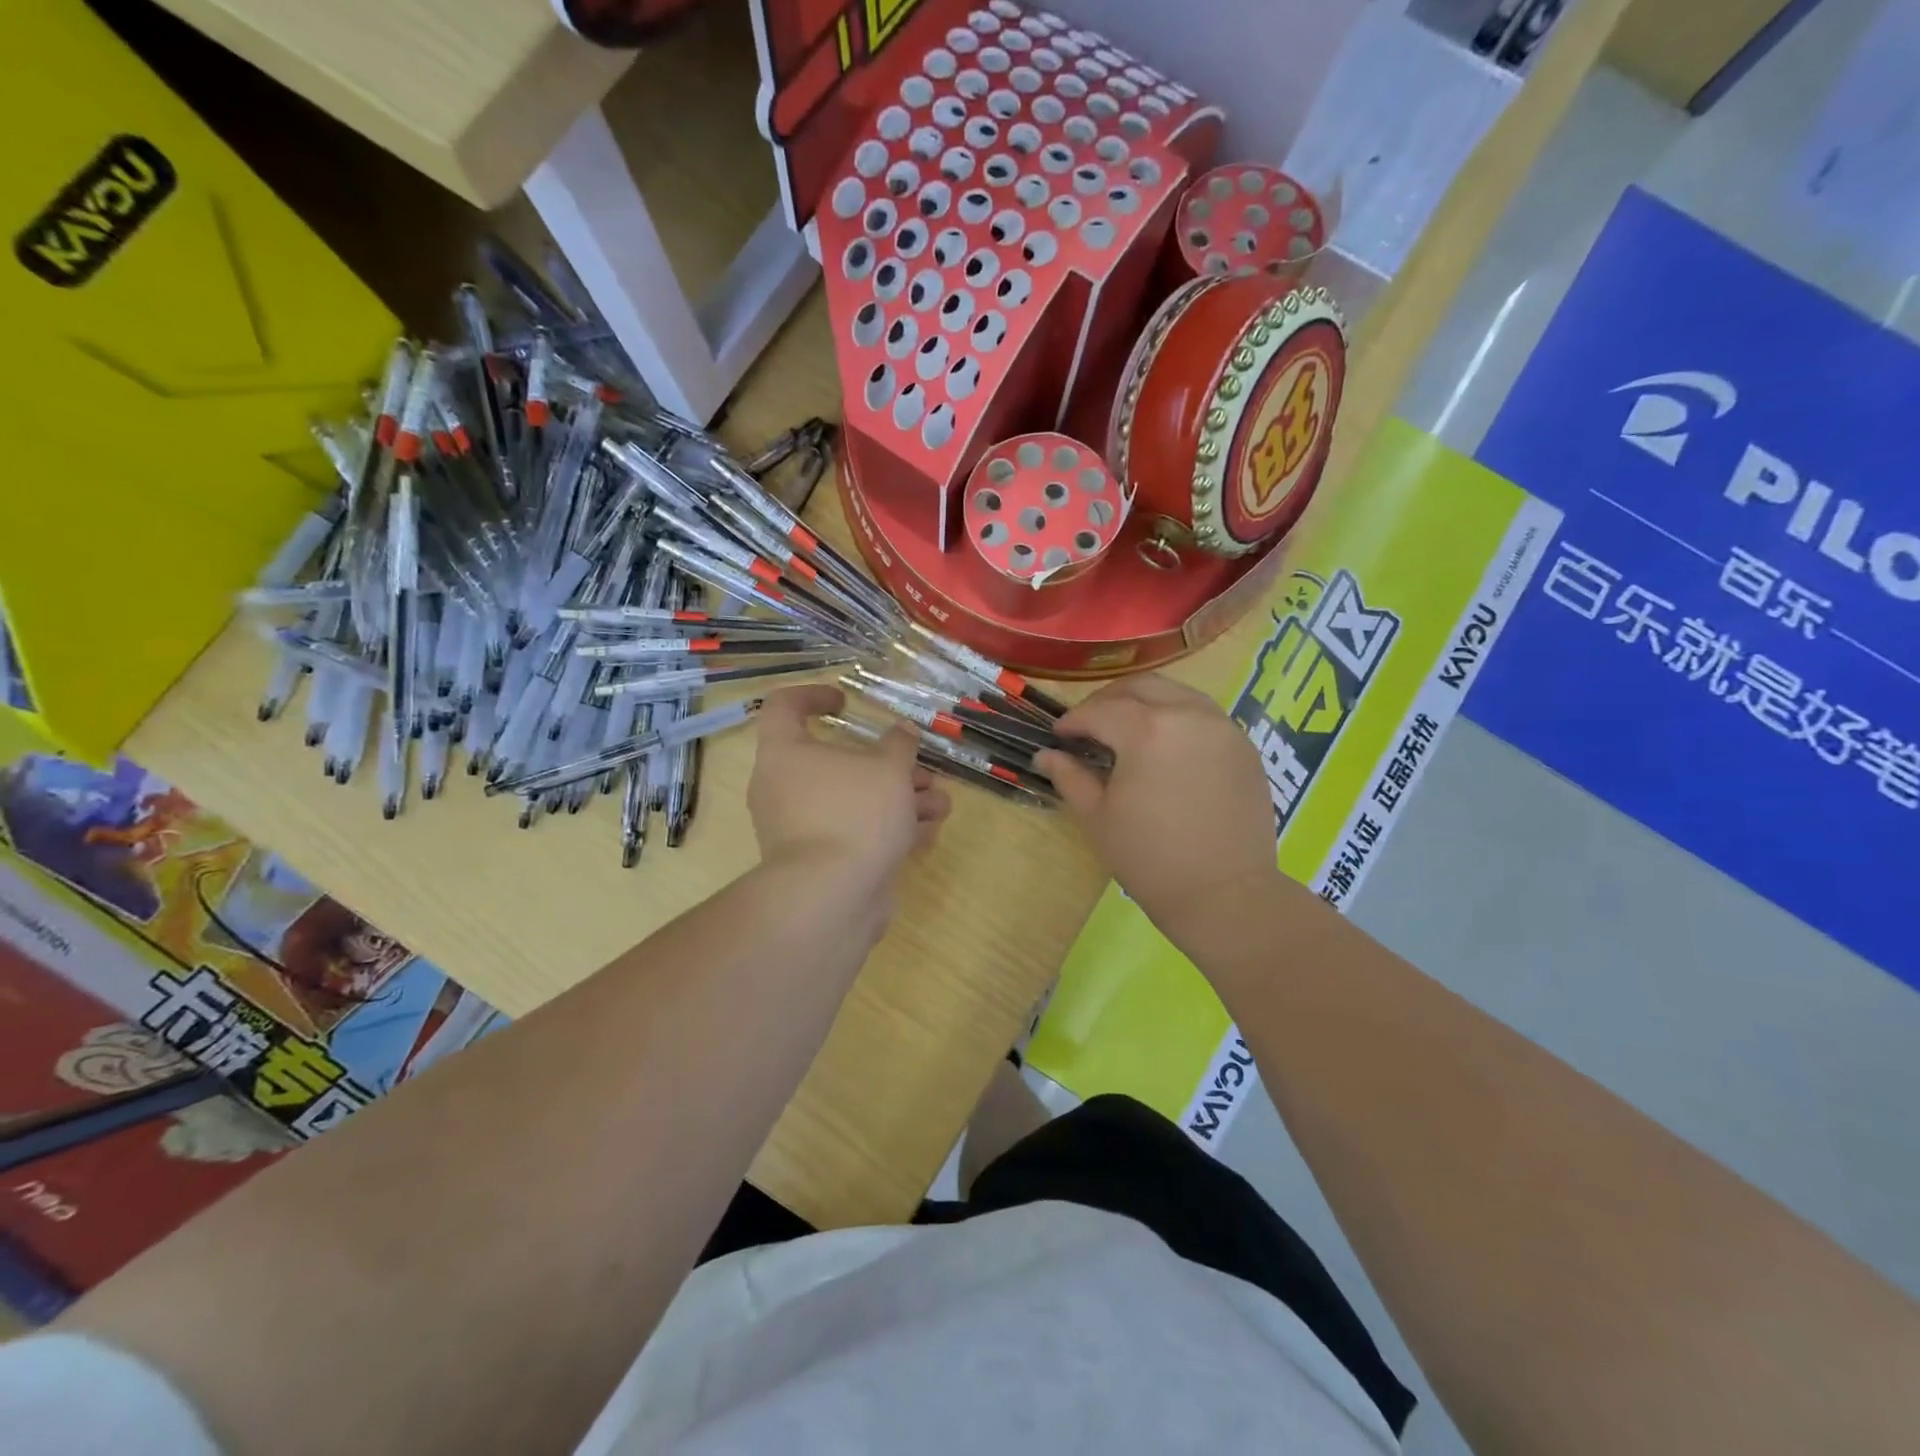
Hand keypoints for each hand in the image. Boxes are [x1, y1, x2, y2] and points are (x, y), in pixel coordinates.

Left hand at [748, 685, 950, 895]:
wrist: (831, 898)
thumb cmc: (854, 814)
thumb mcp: (888, 769)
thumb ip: (898, 745)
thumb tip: (901, 732)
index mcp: (785, 753)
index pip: (784, 707)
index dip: (813, 695)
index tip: (846, 702)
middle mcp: (784, 788)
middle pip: (836, 763)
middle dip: (887, 765)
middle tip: (919, 768)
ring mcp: (800, 828)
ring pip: (852, 801)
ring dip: (898, 799)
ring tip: (939, 803)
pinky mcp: (820, 862)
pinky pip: (854, 834)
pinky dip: (887, 830)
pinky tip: (926, 833)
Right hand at [1035, 675, 1277, 952]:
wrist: (1225, 896)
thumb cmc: (1150, 859)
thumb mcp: (1098, 818)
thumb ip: (1070, 776)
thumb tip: (1045, 755)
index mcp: (1147, 730)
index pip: (1099, 711)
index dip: (1073, 721)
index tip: (1058, 735)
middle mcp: (1188, 714)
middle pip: (1140, 687)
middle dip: (1107, 701)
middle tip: (1089, 726)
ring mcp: (1222, 727)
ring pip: (1176, 693)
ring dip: (1144, 702)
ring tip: (1126, 731)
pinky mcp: (1244, 745)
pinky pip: (1203, 714)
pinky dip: (1176, 717)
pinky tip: (1164, 746)